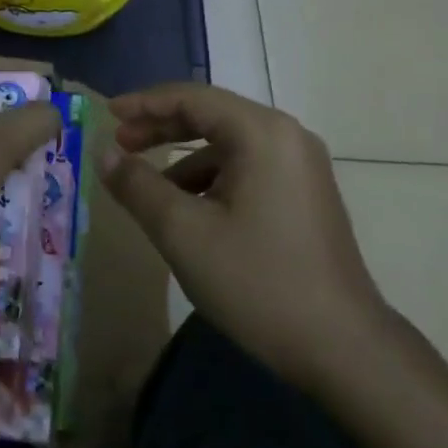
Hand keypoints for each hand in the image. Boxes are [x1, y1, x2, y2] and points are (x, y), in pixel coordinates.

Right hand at [102, 82, 388, 388]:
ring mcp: (301, 166)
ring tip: (147, 186)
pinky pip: (246, 168)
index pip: (192, 97)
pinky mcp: (304, 194)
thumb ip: (137, 185)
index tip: (107, 114)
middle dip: (161, 127)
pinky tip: (188, 210)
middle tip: (120, 144)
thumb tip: (103, 154)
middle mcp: (287, 137)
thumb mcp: (183, 232)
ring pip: (228, 144)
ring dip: (183, 156)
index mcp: (262, 133)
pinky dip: (210, 178)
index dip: (144, 103)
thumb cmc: (258, 281)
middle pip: (212, 115)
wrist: (345, 350)